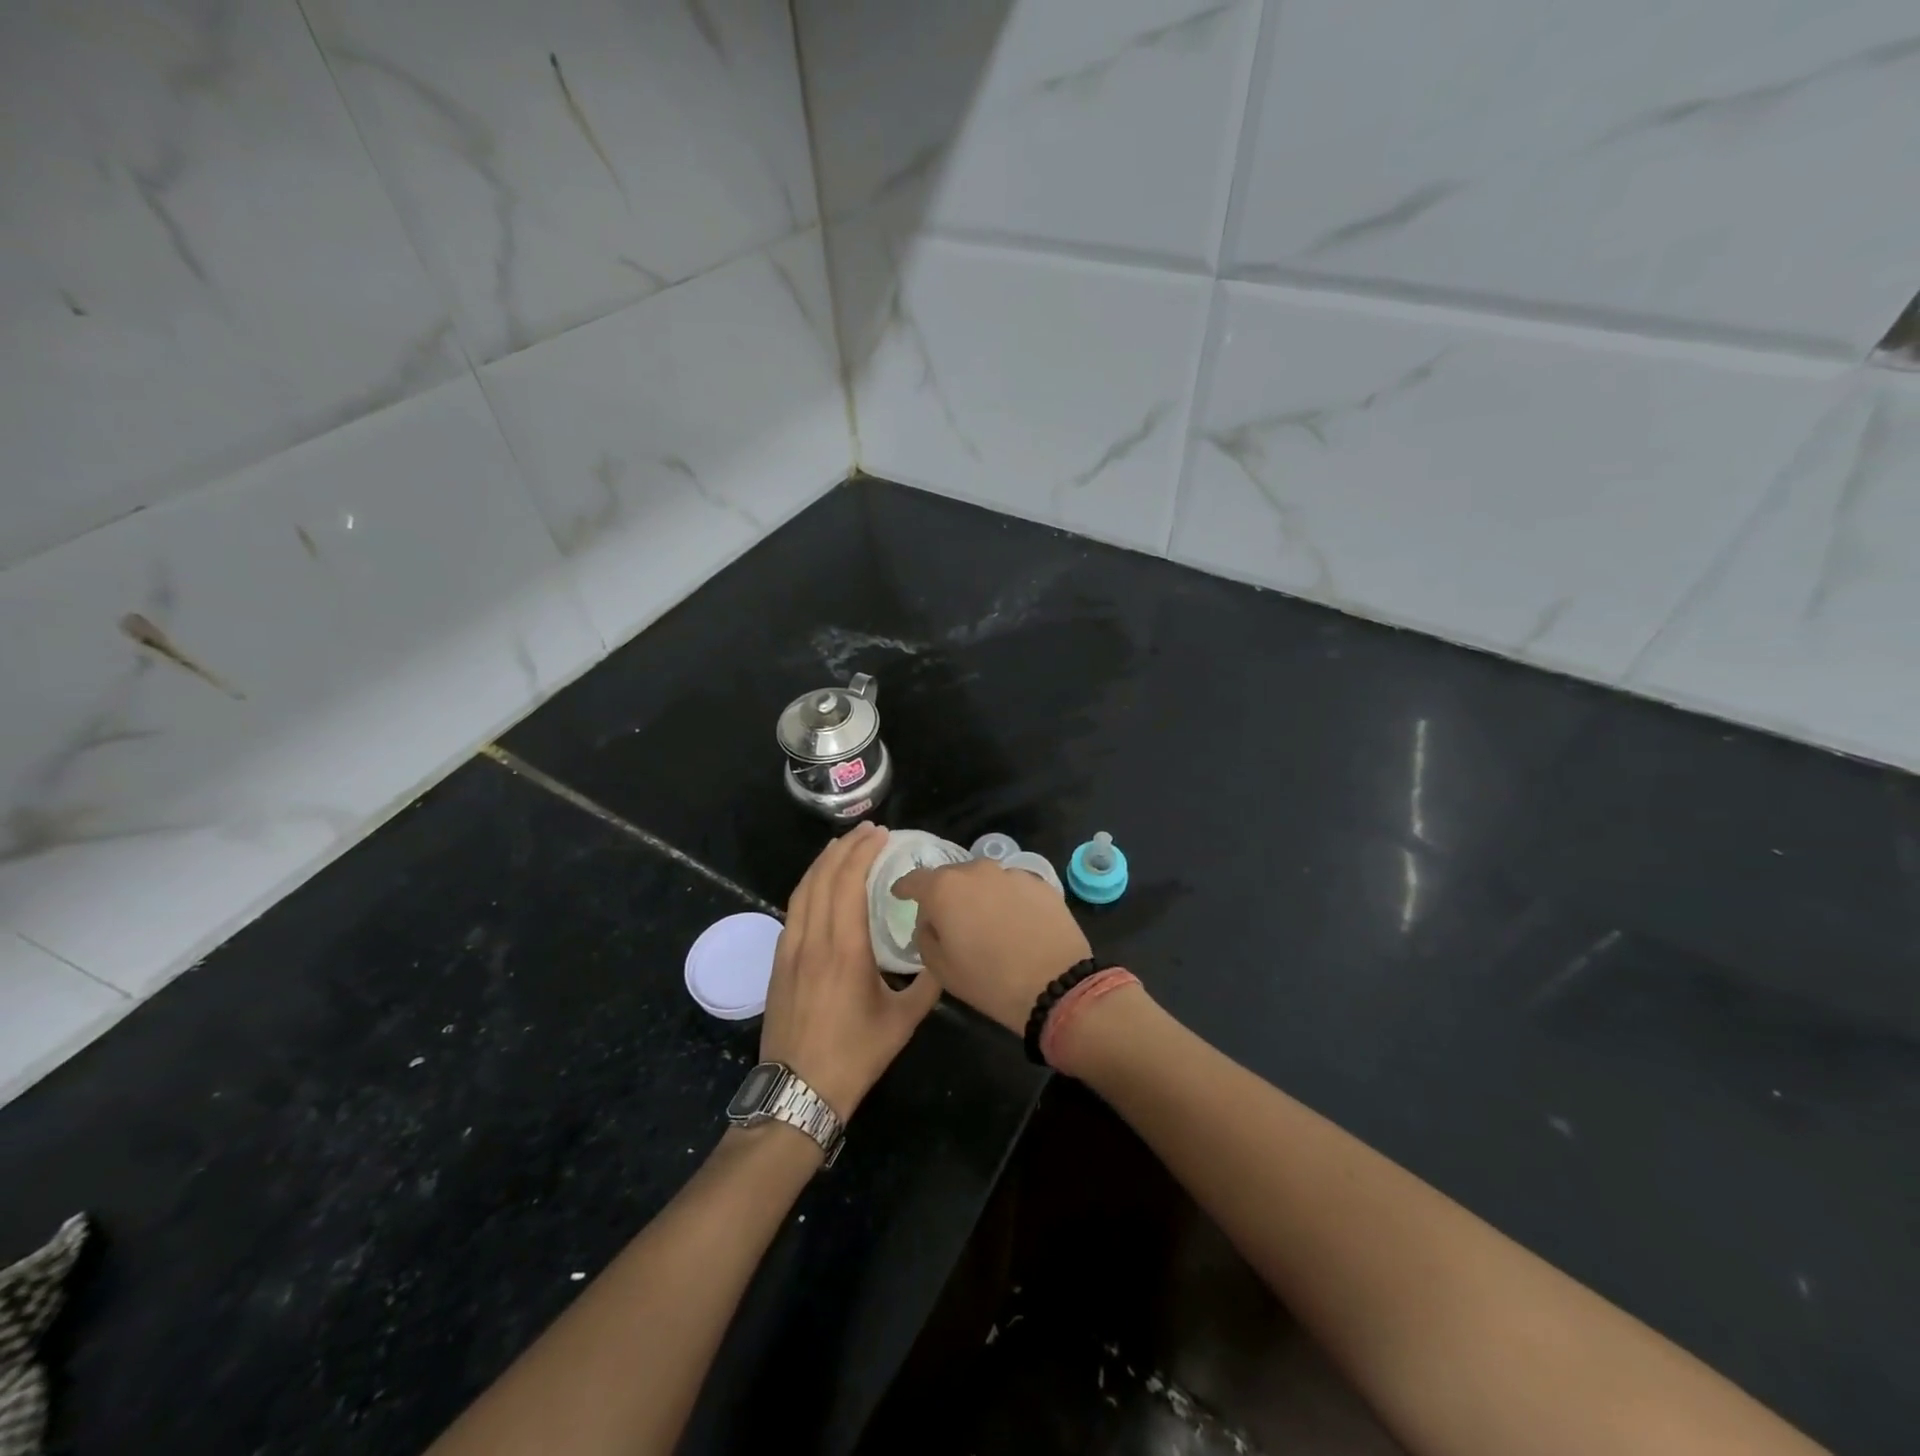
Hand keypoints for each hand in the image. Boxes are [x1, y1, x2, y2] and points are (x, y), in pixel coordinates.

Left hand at [761, 823, 941, 1119]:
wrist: (797, 1091)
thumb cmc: (854, 1055)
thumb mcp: (903, 1021)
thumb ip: (928, 983)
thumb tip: (945, 951)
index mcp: (844, 948)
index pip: (848, 882)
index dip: (863, 852)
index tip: (881, 834)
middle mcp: (812, 939)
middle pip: (822, 877)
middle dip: (844, 847)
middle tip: (867, 831)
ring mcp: (790, 949)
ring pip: (802, 890)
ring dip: (822, 862)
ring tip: (842, 846)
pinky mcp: (778, 962)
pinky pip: (792, 909)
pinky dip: (808, 886)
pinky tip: (819, 885)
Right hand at [891, 860, 1091, 1036]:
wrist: (1056, 985)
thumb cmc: (989, 981)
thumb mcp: (941, 968)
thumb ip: (926, 936)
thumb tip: (931, 922)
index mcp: (944, 889)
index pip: (914, 880)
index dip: (905, 888)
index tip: (900, 895)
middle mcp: (976, 870)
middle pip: (951, 877)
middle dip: (946, 894)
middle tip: (949, 918)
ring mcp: (1011, 873)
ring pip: (984, 879)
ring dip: (979, 895)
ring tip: (986, 921)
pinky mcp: (1039, 882)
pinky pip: (1012, 887)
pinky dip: (1007, 900)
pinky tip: (1015, 923)